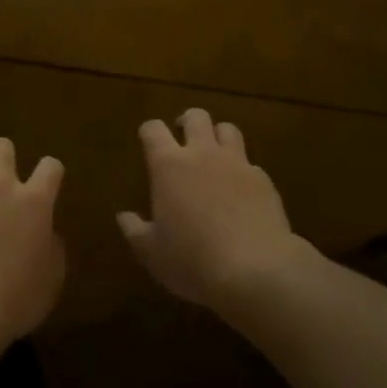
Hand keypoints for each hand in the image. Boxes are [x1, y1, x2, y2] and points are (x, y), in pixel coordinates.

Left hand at [0, 138, 65, 345]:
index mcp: (34, 202)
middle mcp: (0, 186)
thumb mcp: (51, 279)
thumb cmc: (17, 299)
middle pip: (1, 146)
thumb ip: (51, 247)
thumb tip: (46, 234)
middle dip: (0, 156)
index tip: (46, 185)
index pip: (51, 166)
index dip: (50, 173)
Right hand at [118, 109, 306, 310]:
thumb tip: (123, 217)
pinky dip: (243, 170)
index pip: (153, 129)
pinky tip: (242, 191)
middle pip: (196, 116)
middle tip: (183, 139)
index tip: (148, 143)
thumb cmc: (193, 260)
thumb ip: (135, 231)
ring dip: (218, 136)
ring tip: (215, 155)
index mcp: (169, 165)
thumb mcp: (153, 253)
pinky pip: (251, 163)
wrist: (255, 271)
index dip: (149, 132)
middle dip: (187, 122)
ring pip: (228, 129)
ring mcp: (237, 163)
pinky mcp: (264, 180)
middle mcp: (202, 153)